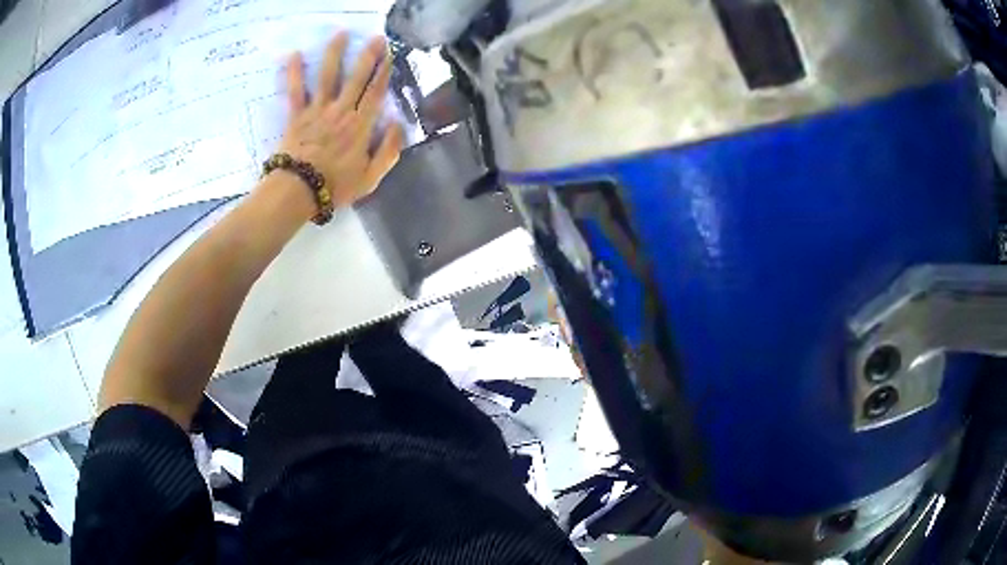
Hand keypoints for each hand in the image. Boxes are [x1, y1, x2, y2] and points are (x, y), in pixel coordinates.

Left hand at [278, 32, 403, 207]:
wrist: (298, 192)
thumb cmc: (335, 187)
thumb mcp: (371, 178)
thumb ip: (388, 151)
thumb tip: (398, 124)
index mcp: (361, 125)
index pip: (376, 93)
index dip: (384, 72)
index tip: (390, 55)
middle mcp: (341, 111)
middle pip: (357, 78)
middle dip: (368, 56)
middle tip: (375, 38)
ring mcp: (317, 111)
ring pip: (328, 76)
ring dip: (335, 54)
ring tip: (340, 34)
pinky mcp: (296, 116)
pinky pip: (295, 91)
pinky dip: (294, 72)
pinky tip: (293, 54)